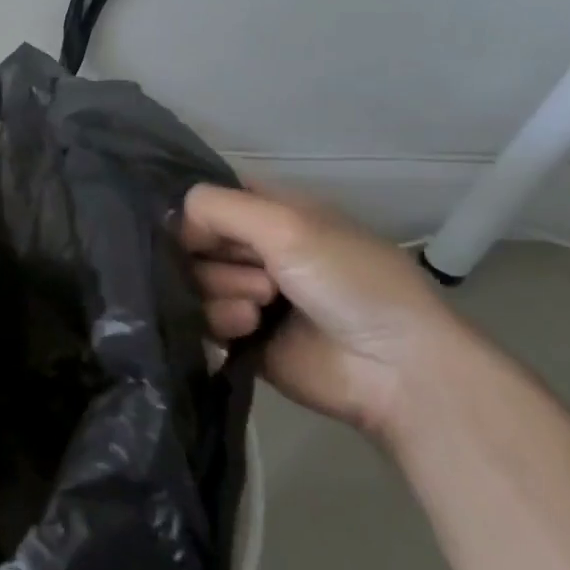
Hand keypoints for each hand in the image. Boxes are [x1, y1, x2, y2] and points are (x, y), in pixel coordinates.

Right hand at [179, 182, 467, 442]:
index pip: (209, 200)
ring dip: (222, 290)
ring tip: (260, 307)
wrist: (395, 369)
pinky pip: (200, 319)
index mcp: (271, 213)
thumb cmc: (350, 280)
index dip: (196, 213)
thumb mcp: (287, 223)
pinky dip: (220, 321)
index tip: (197, 229)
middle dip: (216, 256)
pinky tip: (249, 328)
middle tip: (257, 272)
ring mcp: (246, 293)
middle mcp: (255, 249)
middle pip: (193, 241)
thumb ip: (217, 207)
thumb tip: (174, 222)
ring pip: (193, 280)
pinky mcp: (240, 336)